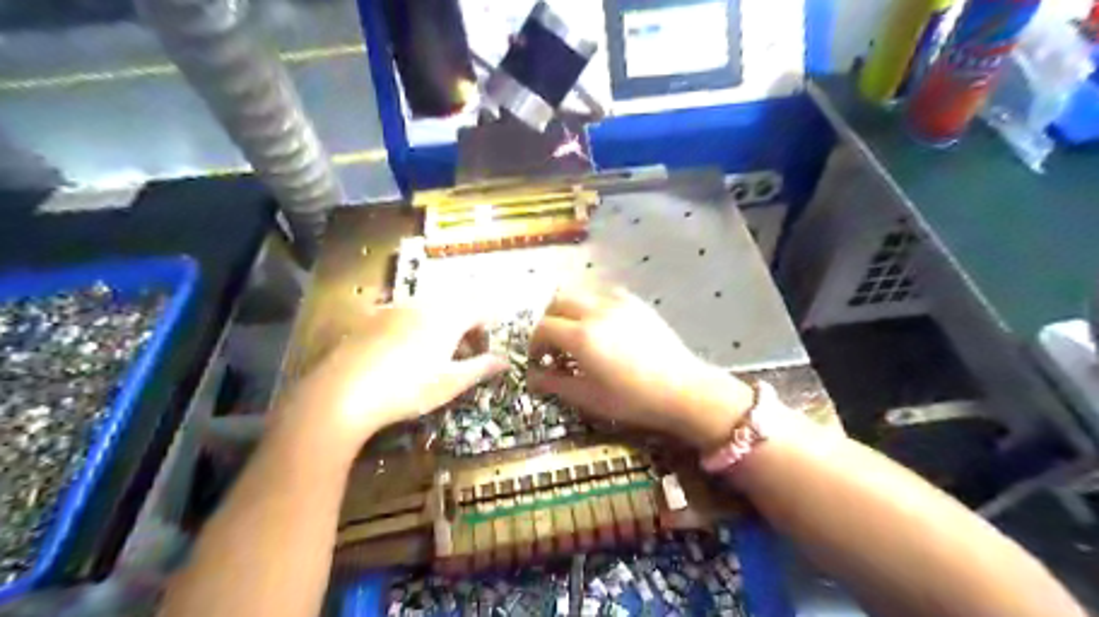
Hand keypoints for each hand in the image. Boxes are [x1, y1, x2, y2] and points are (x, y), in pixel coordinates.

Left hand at [274, 299, 506, 462]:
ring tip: (437, 352)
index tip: (489, 345)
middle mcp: (423, 304)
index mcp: (448, 316)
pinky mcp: (371, 317)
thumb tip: (506, 360)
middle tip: (466, 352)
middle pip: (455, 304)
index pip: (480, 309)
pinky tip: (404, 351)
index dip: (489, 324)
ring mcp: (394, 308)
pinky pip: (403, 313)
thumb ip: (481, 367)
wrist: (343, 393)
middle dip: (465, 323)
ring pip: (428, 307)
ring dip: (441, 323)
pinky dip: (414, 325)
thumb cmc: (407, 388)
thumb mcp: (451, 383)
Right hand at [529, 287, 755, 449]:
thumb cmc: (632, 399)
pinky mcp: (635, 303)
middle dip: (548, 321)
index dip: (535, 343)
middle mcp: (596, 311)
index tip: (539, 359)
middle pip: (557, 302)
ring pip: (580, 294)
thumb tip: (533, 377)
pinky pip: (604, 294)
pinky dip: (593, 306)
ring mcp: (618, 303)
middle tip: (553, 345)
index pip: (543, 327)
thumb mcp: (588, 397)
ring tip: (577, 334)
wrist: (682, 389)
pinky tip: (602, 327)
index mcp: (581, 336)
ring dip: (569, 311)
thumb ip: (555, 383)